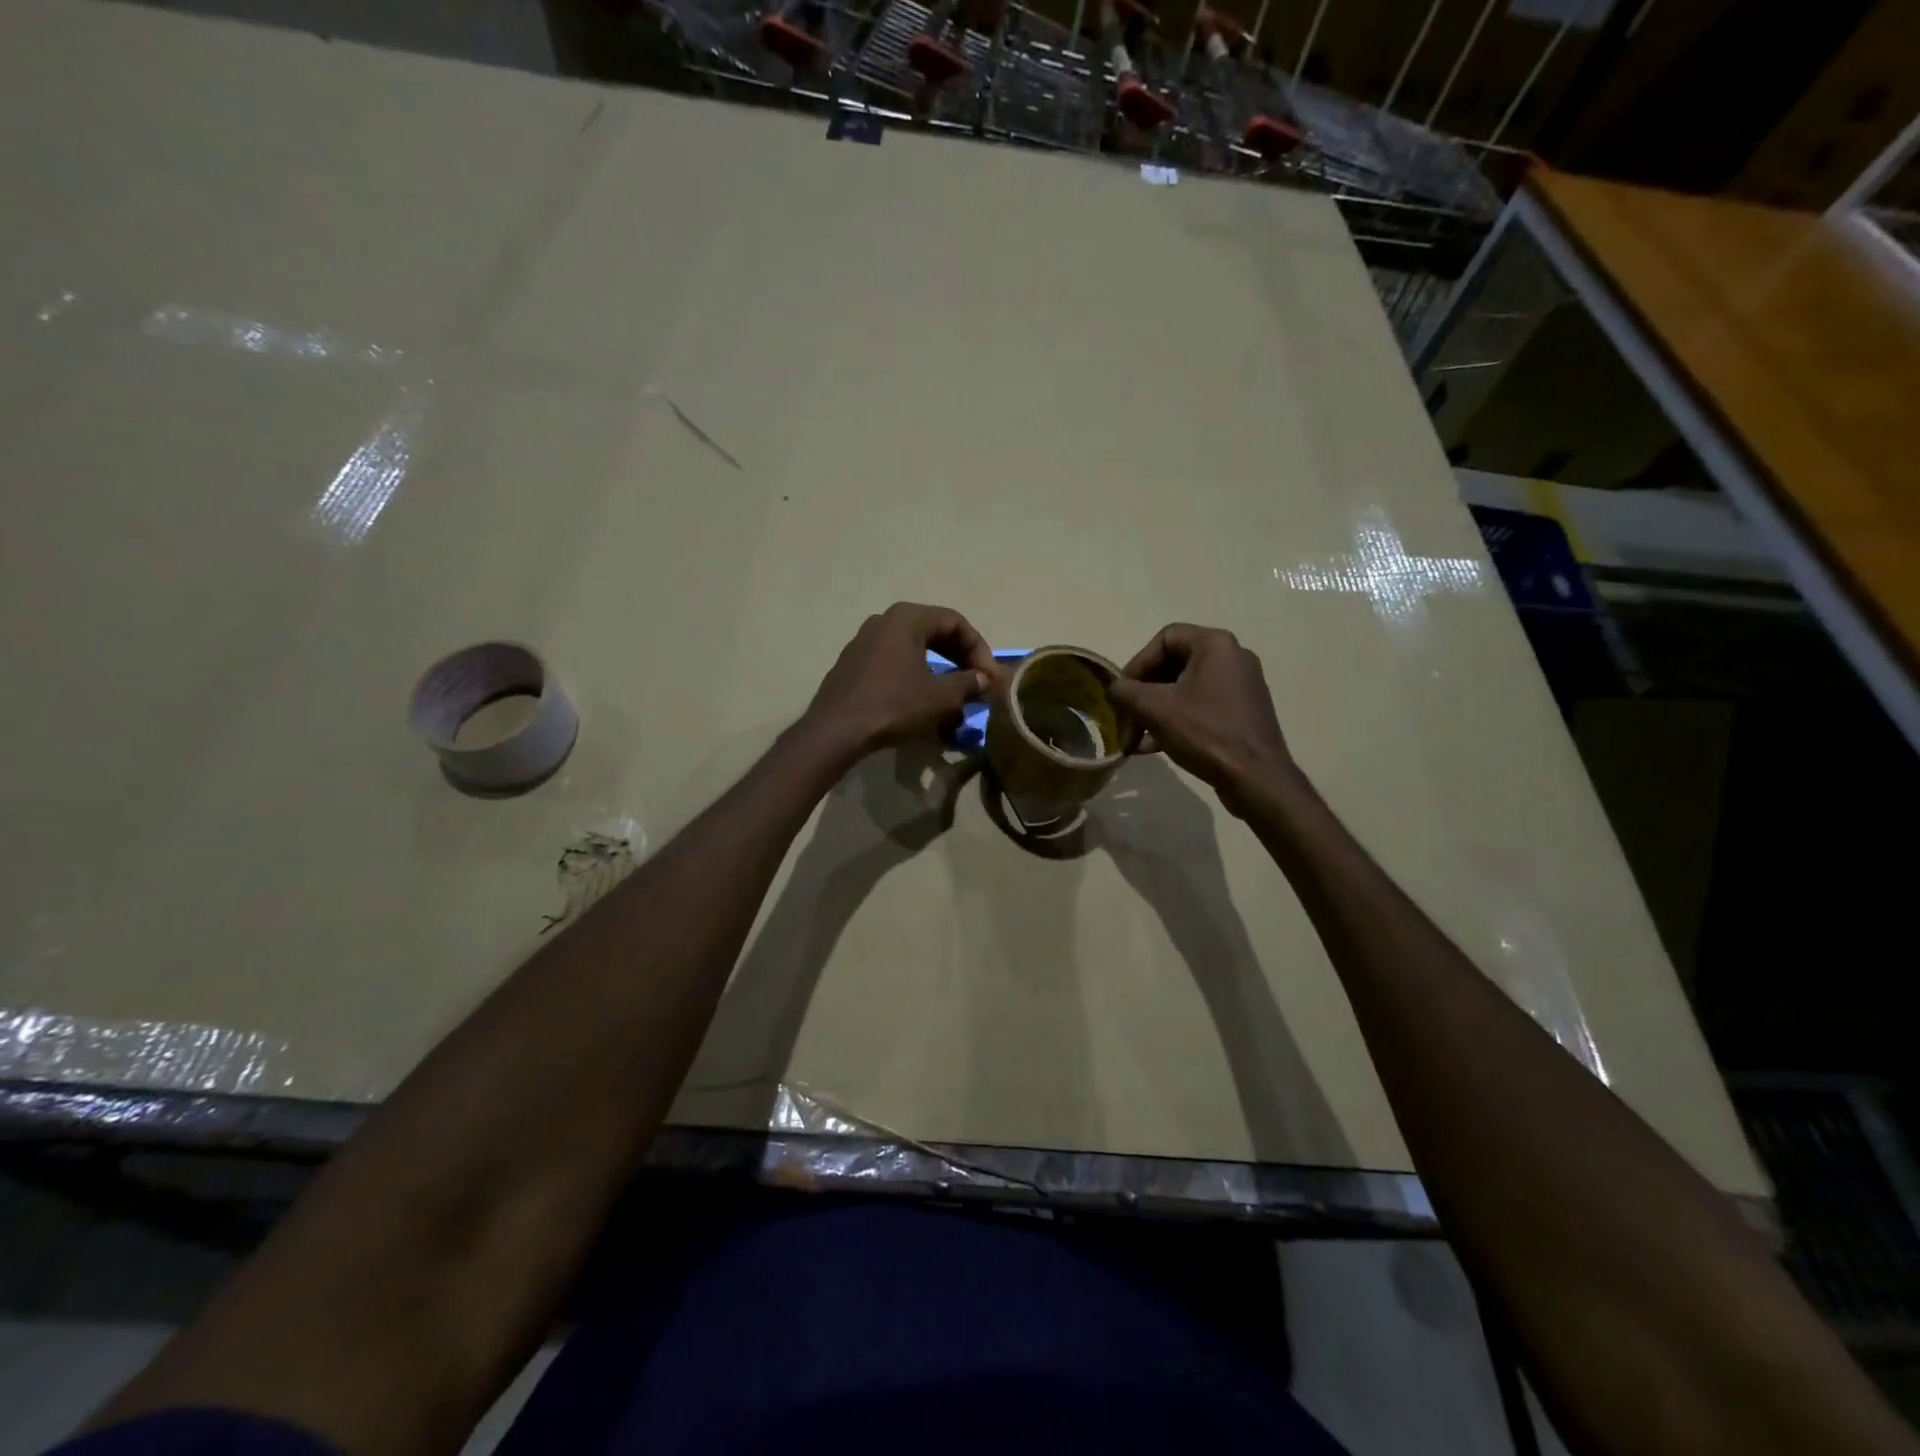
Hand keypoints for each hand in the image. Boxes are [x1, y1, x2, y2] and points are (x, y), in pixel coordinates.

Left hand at [803, 602, 998, 759]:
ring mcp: (864, 642)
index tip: (989, 677)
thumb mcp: (940, 696)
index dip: (979, 649)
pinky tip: (923, 707)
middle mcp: (884, 621)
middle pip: (934, 634)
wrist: (836, 731)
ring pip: (914, 652)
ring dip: (939, 674)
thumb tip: (985, 679)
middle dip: (960, 660)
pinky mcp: (854, 666)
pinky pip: (894, 665)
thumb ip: (968, 683)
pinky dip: (915, 680)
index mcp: (907, 618)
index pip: (955, 622)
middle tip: (976, 685)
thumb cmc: (893, 705)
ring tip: (953, 702)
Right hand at [1108, 623, 1293, 810]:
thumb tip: (1114, 690)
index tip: (1123, 693)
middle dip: (1143, 693)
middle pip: (1173, 664)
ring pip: (1184, 689)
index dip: (1137, 663)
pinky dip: (1175, 721)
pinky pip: (1200, 707)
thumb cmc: (1205, 733)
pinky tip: (1153, 747)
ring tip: (1135, 738)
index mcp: (1215, 645)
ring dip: (1154, 711)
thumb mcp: (1155, 708)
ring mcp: (1240, 686)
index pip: (1164, 638)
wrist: (1257, 778)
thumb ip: (1125, 692)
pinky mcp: (1241, 713)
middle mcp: (1232, 658)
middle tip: (1126, 717)